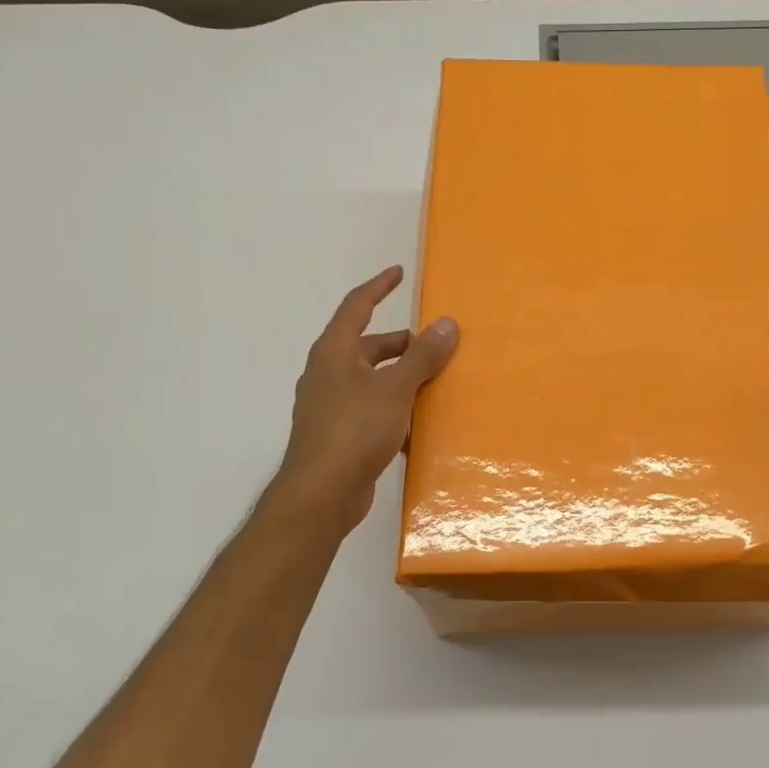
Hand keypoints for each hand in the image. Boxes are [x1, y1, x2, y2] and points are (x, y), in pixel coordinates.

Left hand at [271, 265, 458, 535]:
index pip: (356, 306)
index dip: (379, 287)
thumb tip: (447, 323)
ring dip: (400, 377)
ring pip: (372, 380)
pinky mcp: (339, 435)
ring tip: (434, 382)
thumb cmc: (355, 429)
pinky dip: (394, 408)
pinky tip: (419, 424)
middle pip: (367, 346)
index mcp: (334, 352)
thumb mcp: (395, 388)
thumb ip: (423, 356)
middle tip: (434, 345)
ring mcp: (331, 406)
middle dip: (400, 343)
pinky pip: (372, 409)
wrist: (321, 494)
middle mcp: (328, 373)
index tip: (399, 273)